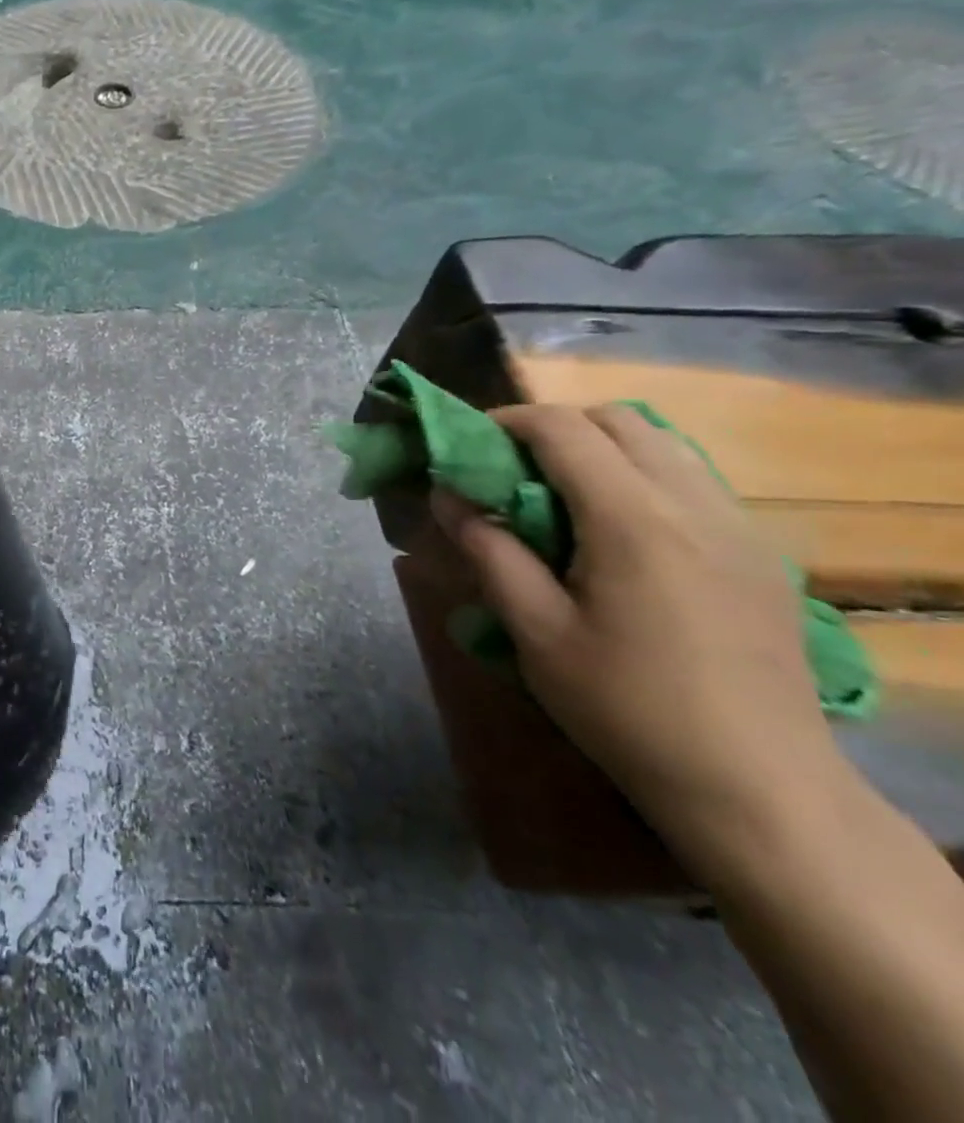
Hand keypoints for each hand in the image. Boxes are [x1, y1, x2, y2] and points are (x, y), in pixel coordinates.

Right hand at [430, 402, 849, 867]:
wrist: (757, 787)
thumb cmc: (625, 706)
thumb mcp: (534, 629)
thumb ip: (488, 549)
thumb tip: (448, 495)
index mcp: (633, 519)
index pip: (563, 429)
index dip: (506, 421)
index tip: (465, 444)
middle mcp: (694, 505)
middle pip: (619, 420)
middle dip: (553, 427)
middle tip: (508, 468)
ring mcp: (738, 527)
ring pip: (663, 445)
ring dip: (599, 448)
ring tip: (556, 495)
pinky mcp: (758, 555)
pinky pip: (692, 480)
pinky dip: (639, 475)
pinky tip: (614, 531)